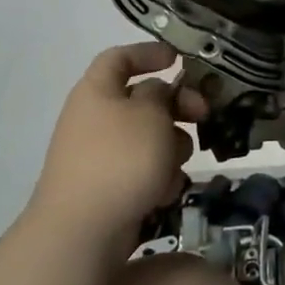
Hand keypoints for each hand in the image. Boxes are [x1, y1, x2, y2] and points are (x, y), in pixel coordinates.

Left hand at [30, 43, 207, 243]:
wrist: (82, 232)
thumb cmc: (120, 159)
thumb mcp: (151, 114)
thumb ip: (161, 94)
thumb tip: (157, 92)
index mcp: (96, 90)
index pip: (120, 57)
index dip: (148, 53)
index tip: (178, 59)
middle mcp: (94, 118)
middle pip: (142, 100)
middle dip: (176, 107)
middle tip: (203, 114)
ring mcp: (99, 155)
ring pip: (148, 138)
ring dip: (170, 146)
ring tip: (178, 162)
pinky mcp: (108, 188)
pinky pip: (142, 171)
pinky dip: (158, 176)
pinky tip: (164, 191)